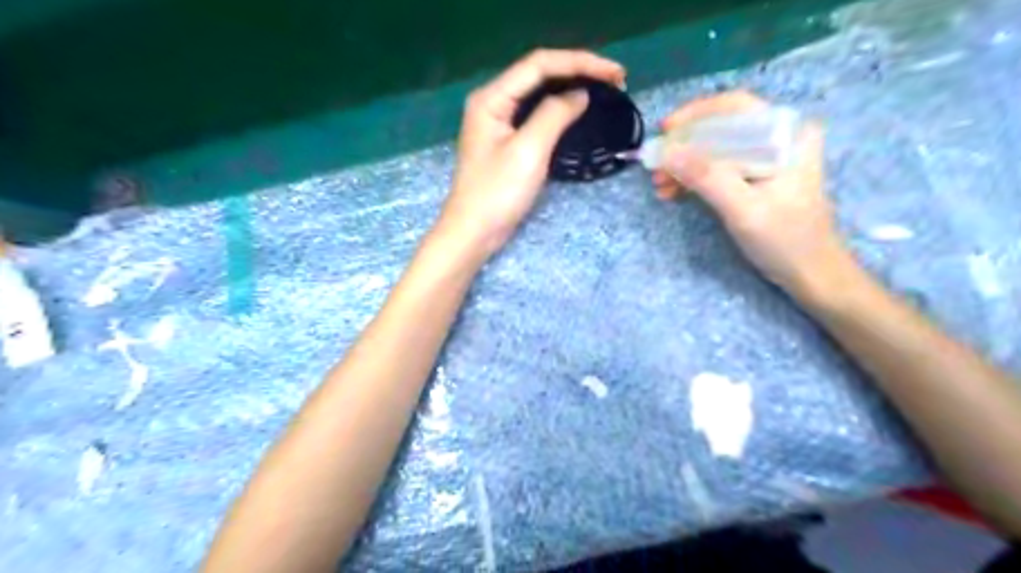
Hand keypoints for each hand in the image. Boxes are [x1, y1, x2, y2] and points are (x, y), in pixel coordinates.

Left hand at [435, 49, 626, 259]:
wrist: (474, 232)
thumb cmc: (497, 193)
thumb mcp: (528, 151)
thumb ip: (554, 116)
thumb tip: (580, 95)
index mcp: (492, 98)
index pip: (539, 65)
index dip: (579, 62)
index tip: (615, 73)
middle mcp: (493, 102)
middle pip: (539, 74)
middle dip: (578, 71)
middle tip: (615, 80)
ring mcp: (499, 122)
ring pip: (539, 94)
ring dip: (571, 88)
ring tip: (604, 90)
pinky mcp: (507, 141)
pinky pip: (536, 114)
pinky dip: (560, 110)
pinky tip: (578, 111)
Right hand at [654, 90, 853, 294]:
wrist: (811, 274)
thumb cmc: (785, 240)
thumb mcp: (743, 209)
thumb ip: (707, 178)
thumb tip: (667, 152)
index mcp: (787, 135)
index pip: (736, 107)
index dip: (695, 114)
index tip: (664, 130)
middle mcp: (779, 139)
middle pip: (722, 128)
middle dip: (685, 146)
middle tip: (657, 166)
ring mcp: (768, 159)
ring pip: (717, 149)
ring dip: (686, 165)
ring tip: (660, 185)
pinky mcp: (757, 178)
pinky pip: (720, 168)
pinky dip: (695, 178)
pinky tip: (674, 191)